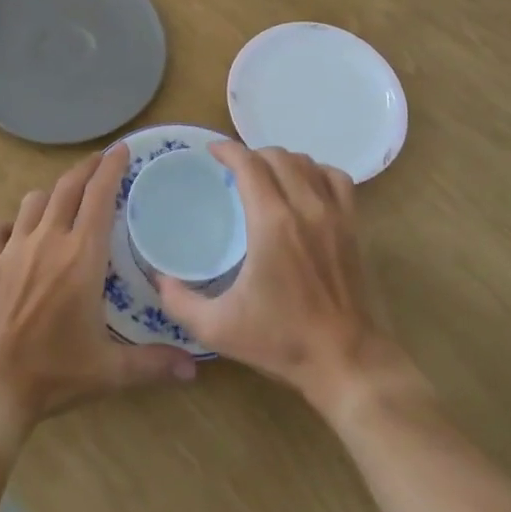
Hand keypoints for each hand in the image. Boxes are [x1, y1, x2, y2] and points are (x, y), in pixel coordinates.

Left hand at [0, 145, 197, 445]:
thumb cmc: (52, 374)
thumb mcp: (108, 372)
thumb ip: (153, 363)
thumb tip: (194, 369)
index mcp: (81, 256)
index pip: (100, 196)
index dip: (111, 167)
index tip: (122, 149)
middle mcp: (48, 240)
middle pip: (67, 188)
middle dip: (86, 168)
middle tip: (99, 161)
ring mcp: (12, 249)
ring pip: (33, 202)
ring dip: (50, 195)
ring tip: (61, 200)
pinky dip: (7, 225)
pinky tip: (14, 234)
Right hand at [158, 142, 395, 414]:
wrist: (345, 361)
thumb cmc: (281, 341)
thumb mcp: (218, 328)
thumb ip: (179, 302)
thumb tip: (158, 279)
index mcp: (272, 223)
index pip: (249, 164)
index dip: (228, 150)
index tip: (211, 152)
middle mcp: (305, 207)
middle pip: (277, 156)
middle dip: (251, 155)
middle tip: (234, 171)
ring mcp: (334, 214)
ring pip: (307, 162)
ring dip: (282, 161)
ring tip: (265, 176)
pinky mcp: (353, 225)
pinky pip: (336, 178)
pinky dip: (317, 172)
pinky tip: (304, 187)